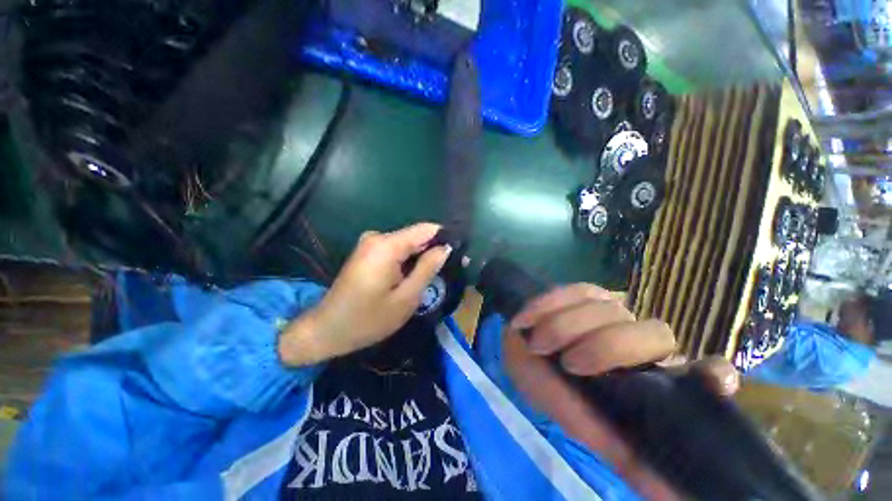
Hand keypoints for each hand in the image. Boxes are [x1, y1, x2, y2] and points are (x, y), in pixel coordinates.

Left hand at [279, 223, 451, 365]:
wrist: (327, 330)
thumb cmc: (368, 319)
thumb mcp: (406, 298)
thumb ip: (427, 268)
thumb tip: (446, 248)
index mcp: (387, 245)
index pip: (426, 229)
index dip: (445, 238)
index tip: (461, 253)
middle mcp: (378, 237)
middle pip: (416, 236)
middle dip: (434, 250)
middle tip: (452, 270)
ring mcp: (371, 243)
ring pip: (408, 245)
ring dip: (422, 258)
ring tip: (435, 277)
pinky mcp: (368, 252)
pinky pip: (396, 251)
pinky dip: (408, 261)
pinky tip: (415, 277)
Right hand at [504, 284, 738, 499]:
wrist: (517, 348)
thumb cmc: (549, 389)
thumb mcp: (579, 422)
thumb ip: (618, 450)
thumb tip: (665, 494)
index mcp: (649, 379)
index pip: (701, 373)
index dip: (712, 374)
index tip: (712, 379)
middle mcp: (640, 341)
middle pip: (654, 333)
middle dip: (607, 348)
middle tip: (568, 363)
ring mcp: (613, 311)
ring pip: (609, 309)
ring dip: (566, 327)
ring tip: (538, 344)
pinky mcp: (586, 292)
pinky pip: (575, 291)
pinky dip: (549, 305)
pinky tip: (528, 318)